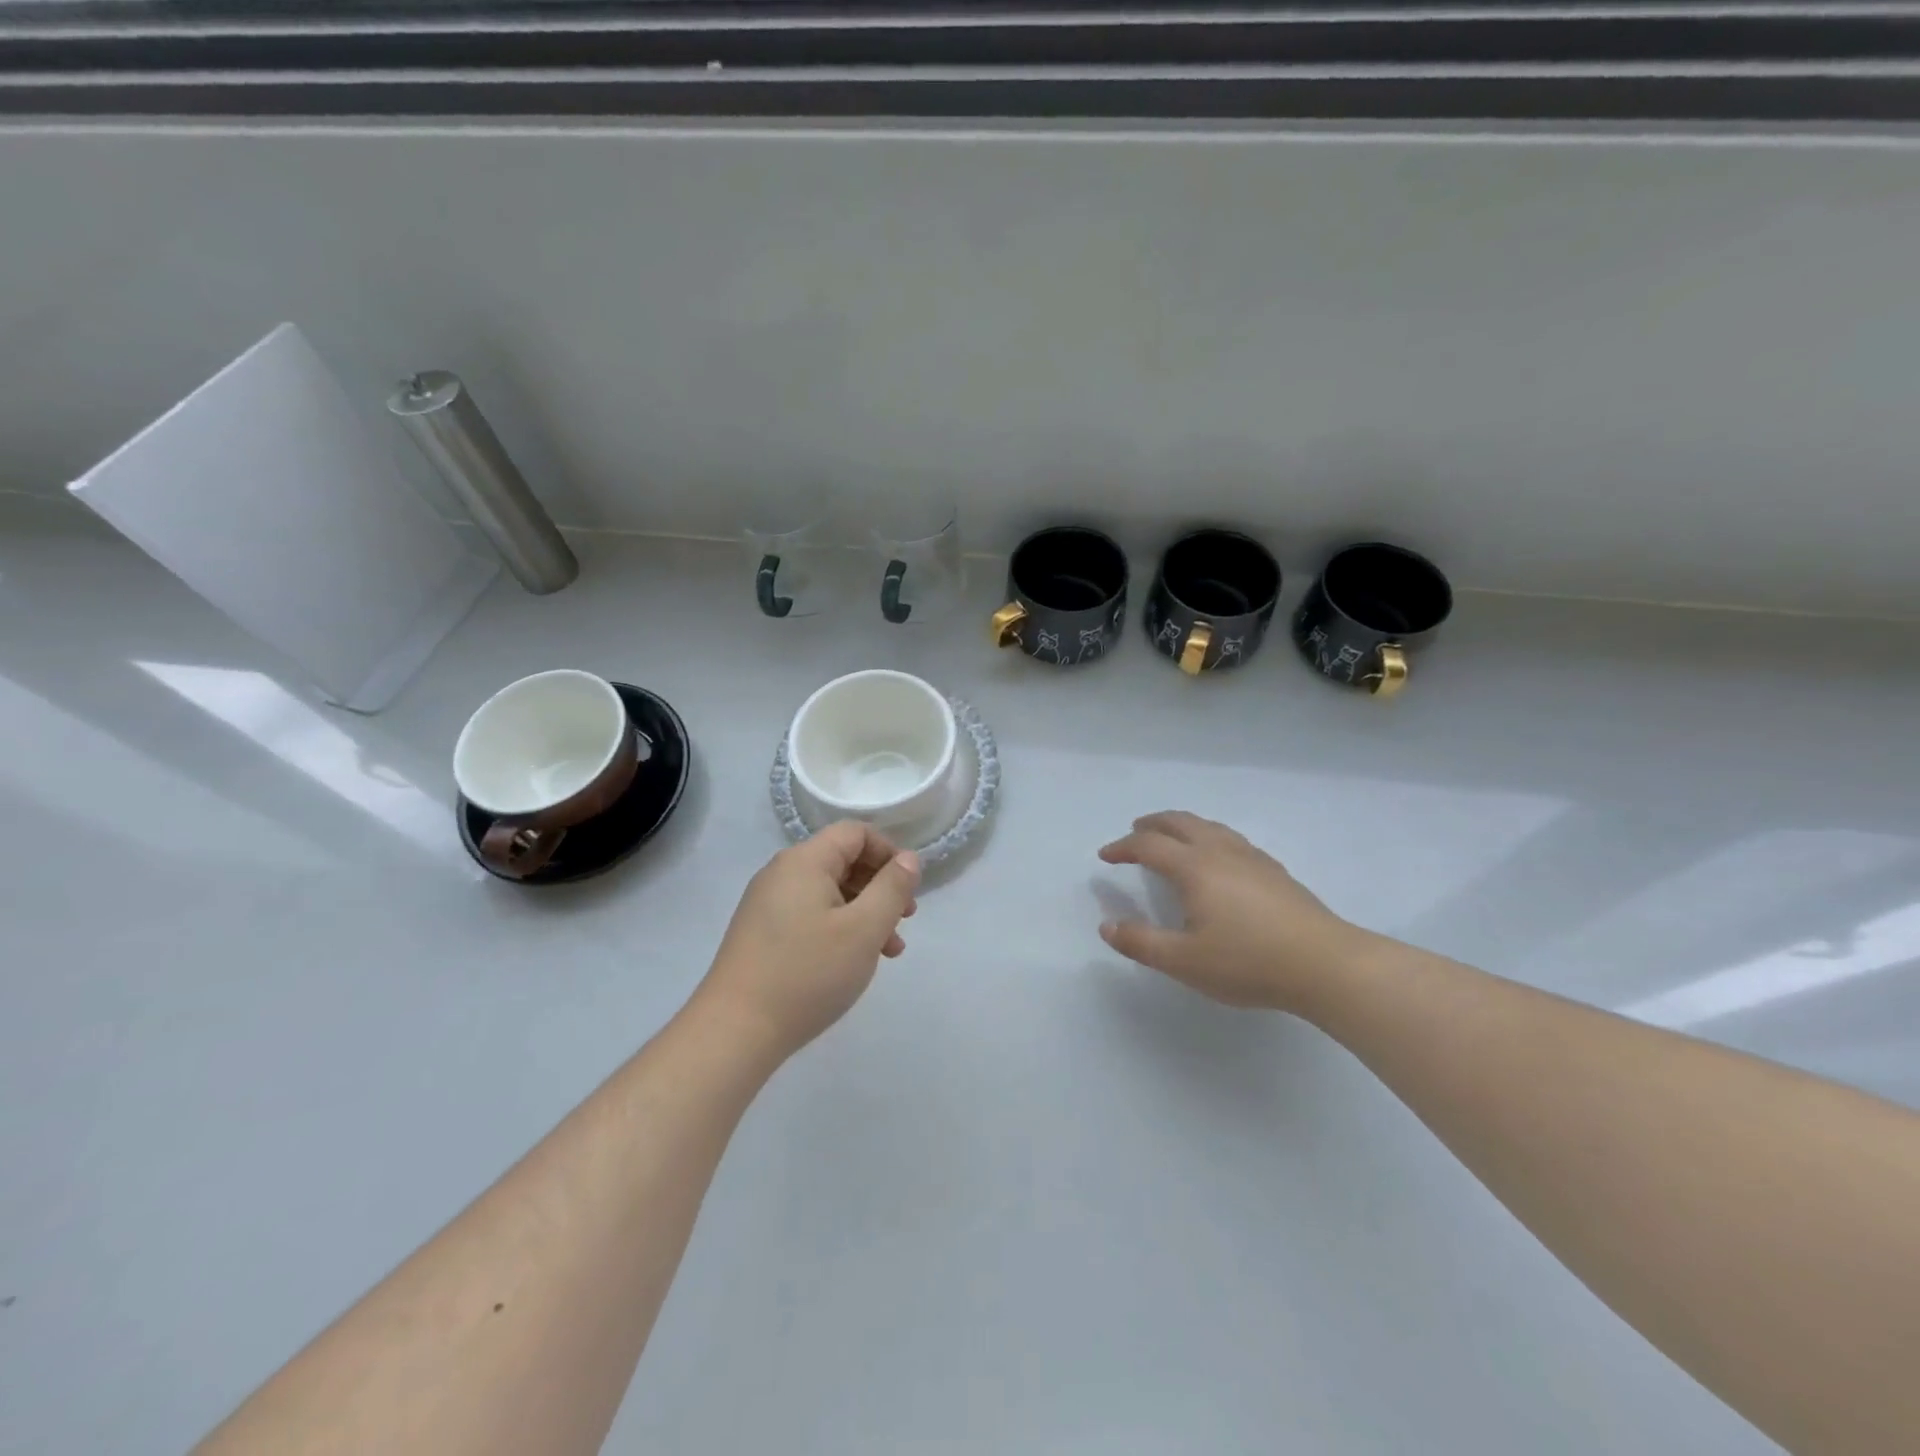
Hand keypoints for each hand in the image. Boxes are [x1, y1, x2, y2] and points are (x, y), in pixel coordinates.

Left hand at [699, 822, 921, 1058]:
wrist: (735, 1031)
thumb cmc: (808, 973)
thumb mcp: (864, 929)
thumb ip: (892, 888)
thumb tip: (908, 859)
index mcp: (804, 861)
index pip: (855, 833)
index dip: (888, 852)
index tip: (908, 887)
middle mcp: (782, 874)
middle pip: (842, 861)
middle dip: (879, 886)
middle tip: (905, 920)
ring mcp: (768, 905)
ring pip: (829, 892)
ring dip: (864, 912)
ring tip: (889, 950)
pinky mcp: (762, 934)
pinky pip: (811, 915)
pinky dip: (840, 928)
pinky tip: (854, 961)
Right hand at [1098, 811, 1364, 1013]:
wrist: (1325, 965)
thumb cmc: (1248, 962)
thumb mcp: (1184, 961)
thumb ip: (1141, 943)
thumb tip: (1107, 927)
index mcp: (1194, 868)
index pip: (1149, 845)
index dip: (1123, 847)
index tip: (1105, 857)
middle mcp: (1220, 852)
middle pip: (1180, 822)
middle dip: (1152, 824)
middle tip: (1135, 831)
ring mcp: (1251, 858)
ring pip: (1209, 826)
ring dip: (1182, 826)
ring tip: (1172, 837)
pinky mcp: (1274, 870)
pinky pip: (1230, 839)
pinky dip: (1209, 836)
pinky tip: (1218, 859)